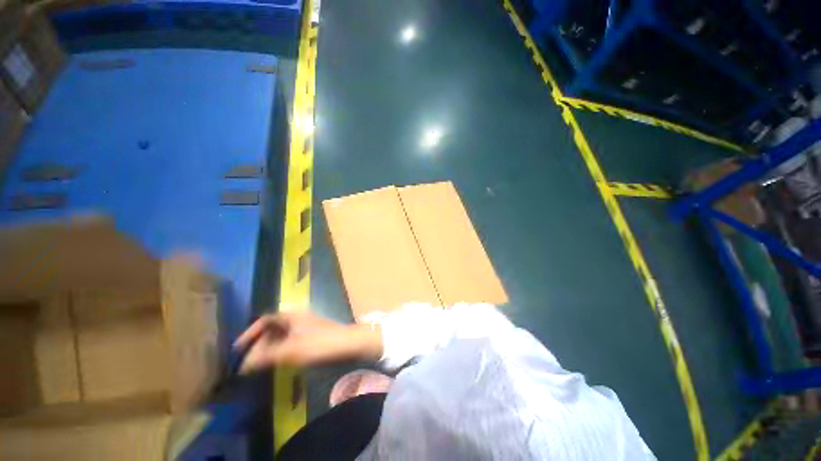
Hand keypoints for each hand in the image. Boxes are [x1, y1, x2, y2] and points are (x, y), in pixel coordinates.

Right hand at [233, 311, 382, 372]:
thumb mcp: (289, 351)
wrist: (347, 344)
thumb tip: (243, 366)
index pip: (265, 319)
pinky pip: (290, 341)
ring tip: (260, 365)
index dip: (250, 333)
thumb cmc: (318, 344)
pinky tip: (278, 362)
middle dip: (259, 344)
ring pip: (281, 336)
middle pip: (272, 328)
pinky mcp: (312, 335)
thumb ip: (265, 357)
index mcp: (291, 315)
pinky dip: (281, 350)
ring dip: (269, 349)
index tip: (239, 349)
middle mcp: (297, 318)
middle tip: (249, 362)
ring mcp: (306, 326)